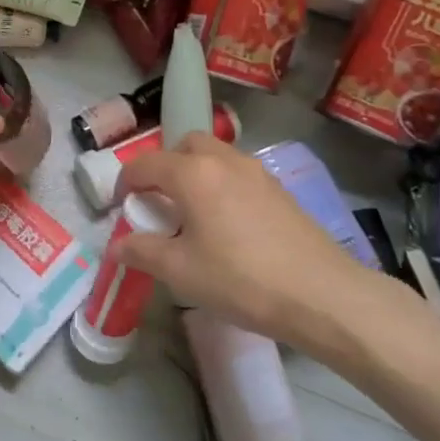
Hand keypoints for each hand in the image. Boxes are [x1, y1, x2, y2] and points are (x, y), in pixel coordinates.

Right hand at [112, 133, 435, 367]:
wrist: (323, 295)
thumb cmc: (241, 280)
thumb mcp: (181, 272)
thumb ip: (142, 253)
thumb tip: (116, 247)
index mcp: (193, 174)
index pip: (146, 164)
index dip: (125, 182)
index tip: (119, 205)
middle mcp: (224, 160)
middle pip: (185, 145)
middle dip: (165, 166)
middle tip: (159, 201)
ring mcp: (257, 172)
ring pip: (216, 156)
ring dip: (196, 173)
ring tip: (193, 213)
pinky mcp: (281, 191)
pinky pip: (239, 174)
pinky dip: (223, 185)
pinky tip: (228, 225)